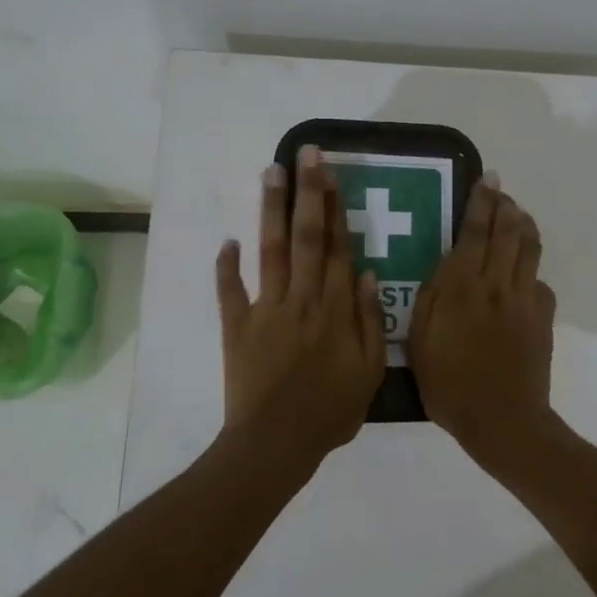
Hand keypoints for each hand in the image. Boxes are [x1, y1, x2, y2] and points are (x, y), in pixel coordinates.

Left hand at [215, 146, 386, 480]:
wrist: (277, 442)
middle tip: (304, 153)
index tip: (332, 173)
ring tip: (270, 172)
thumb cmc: (331, 411)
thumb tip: (366, 273)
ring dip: (271, 210)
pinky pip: (230, 291)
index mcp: (335, 309)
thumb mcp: (369, 371)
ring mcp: (266, 309)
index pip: (338, 248)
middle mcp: (302, 299)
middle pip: (306, 237)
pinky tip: (227, 240)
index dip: (336, 208)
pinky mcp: (237, 326)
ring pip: (271, 251)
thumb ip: (369, 320)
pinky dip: (226, 265)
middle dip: (306, 192)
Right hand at [408, 176, 557, 460]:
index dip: (482, 202)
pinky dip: (531, 268)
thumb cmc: (449, 384)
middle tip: (500, 190)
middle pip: (508, 231)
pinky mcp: (543, 317)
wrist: (502, 419)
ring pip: (530, 249)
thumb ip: (431, 297)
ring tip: (517, 215)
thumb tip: (446, 264)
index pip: (475, 232)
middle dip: (504, 205)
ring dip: (524, 225)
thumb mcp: (420, 340)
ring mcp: (525, 299)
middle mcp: (497, 284)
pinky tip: (523, 272)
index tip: (487, 179)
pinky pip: (539, 281)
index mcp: (462, 287)